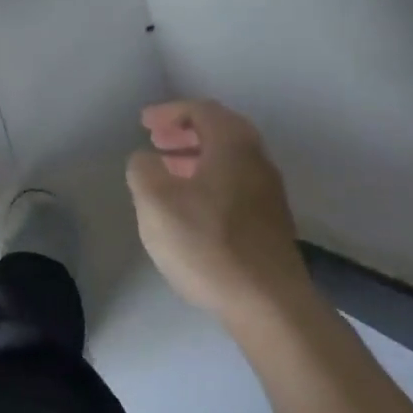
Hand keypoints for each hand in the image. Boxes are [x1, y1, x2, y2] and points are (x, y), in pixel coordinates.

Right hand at [126, 99, 309, 314]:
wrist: (267, 302)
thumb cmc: (206, 244)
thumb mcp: (155, 203)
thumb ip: (143, 170)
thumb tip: (146, 159)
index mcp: (233, 147)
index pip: (202, 111)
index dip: (170, 111)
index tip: (143, 122)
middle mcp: (257, 161)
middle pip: (222, 131)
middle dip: (186, 131)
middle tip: (156, 140)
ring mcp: (267, 193)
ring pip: (229, 159)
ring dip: (196, 156)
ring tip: (166, 170)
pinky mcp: (269, 221)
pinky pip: (234, 183)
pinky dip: (208, 179)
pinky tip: (189, 204)